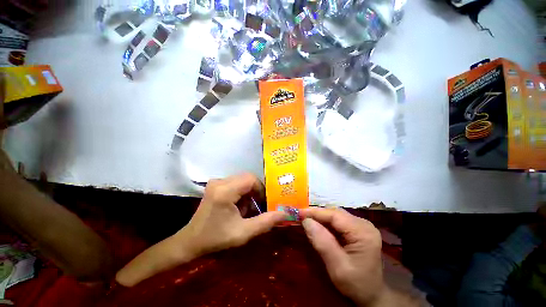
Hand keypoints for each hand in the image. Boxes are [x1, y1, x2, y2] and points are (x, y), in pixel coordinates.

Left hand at [180, 173, 286, 255]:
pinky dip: (242, 193)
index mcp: (225, 191)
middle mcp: (220, 181)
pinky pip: (236, 183)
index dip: (261, 189)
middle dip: (256, 191)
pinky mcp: (216, 184)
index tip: (264, 203)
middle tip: (258, 206)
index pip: (251, 179)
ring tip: (247, 209)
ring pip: (242, 180)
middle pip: (247, 178)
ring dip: (249, 193)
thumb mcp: (243, 233)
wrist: (191, 241)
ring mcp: (216, 182)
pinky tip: (239, 207)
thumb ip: (266, 222)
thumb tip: (285, 213)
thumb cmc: (216, 238)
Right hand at [301, 207, 387, 306]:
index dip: (315, 212)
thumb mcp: (337, 268)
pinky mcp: (358, 228)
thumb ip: (322, 243)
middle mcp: (364, 224)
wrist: (372, 295)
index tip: (299, 212)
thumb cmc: (356, 284)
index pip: (335, 215)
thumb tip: (306, 221)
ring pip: (336, 215)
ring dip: (320, 217)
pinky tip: (318, 226)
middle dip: (317, 214)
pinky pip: (338, 221)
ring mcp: (362, 225)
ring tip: (306, 220)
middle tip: (300, 216)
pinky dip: (326, 222)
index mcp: (363, 232)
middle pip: (335, 213)